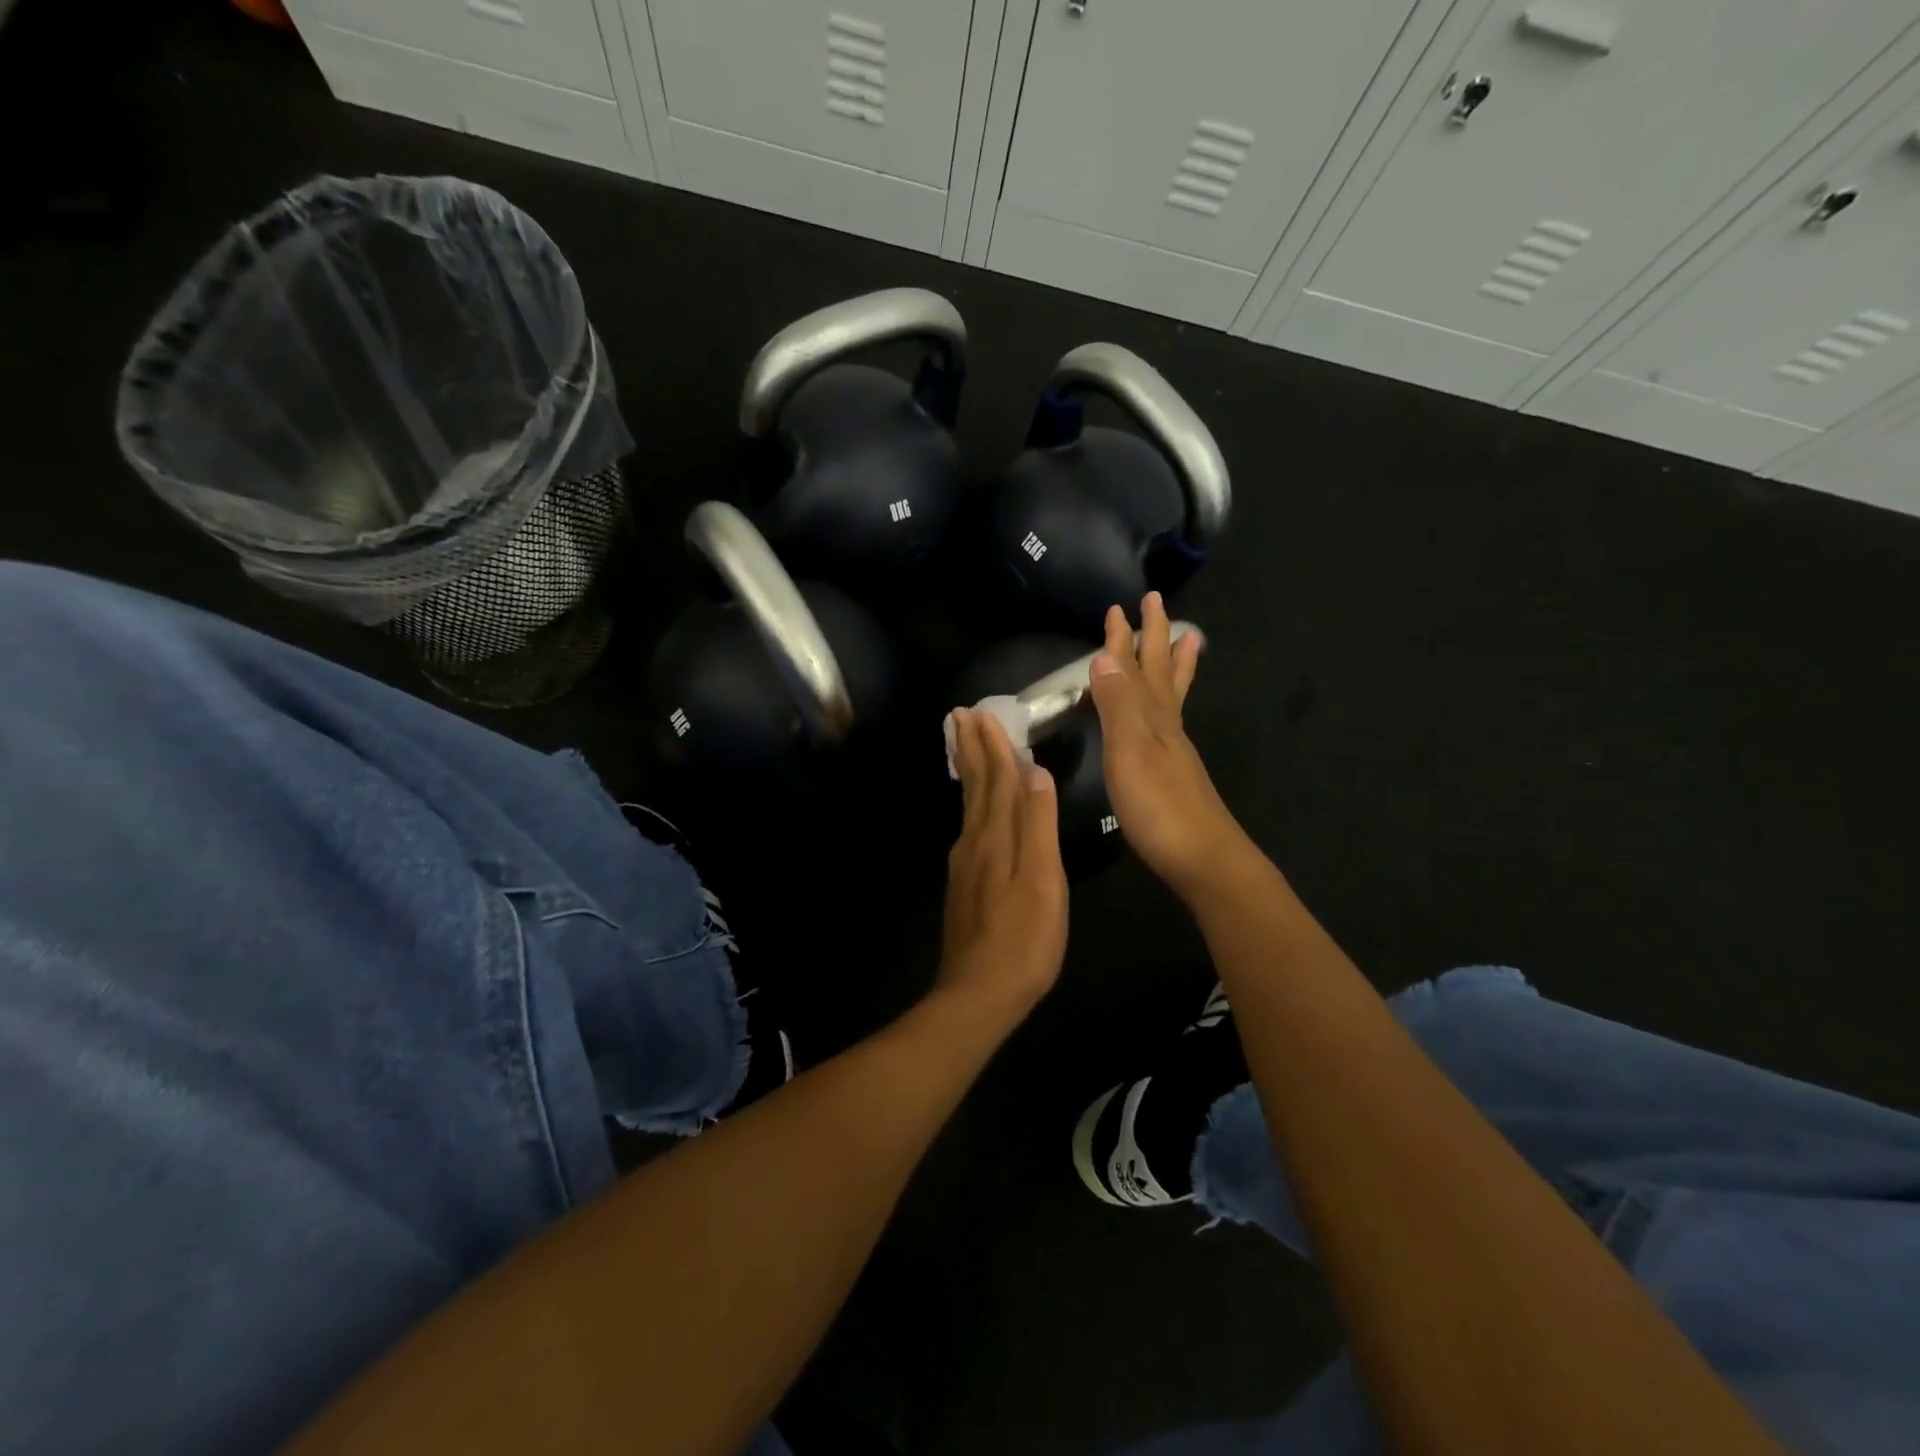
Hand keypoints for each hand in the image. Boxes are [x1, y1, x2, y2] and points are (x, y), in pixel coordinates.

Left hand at [938, 706, 1068, 1021]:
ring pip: (969, 805)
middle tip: (960, 715)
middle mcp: (974, 841)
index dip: (993, 745)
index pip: (996, 778)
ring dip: (968, 771)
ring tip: (962, 745)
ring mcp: (965, 863)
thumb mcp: (1042, 880)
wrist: (978, 992)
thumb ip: (1038, 826)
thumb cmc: (1023, 939)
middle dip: (971, 748)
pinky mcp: (964, 884)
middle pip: (975, 786)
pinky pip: (968, 826)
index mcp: (996, 836)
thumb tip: (1035, 772)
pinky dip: (971, 802)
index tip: (982, 712)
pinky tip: (974, 808)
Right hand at [1089, 593, 1244, 901]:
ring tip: (1185, 638)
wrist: (1203, 858)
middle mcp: (1167, 725)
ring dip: (1172, 664)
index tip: (1119, 606)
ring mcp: (1174, 749)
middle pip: (1160, 672)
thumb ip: (1117, 706)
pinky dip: (1168, 702)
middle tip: (1155, 603)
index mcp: (1153, 716)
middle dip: (1154, 637)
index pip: (1135, 667)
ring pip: (1171, 694)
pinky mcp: (1174, 772)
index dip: (1124, 638)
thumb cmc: (1159, 806)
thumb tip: (1105, 657)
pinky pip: (1170, 720)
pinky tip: (1166, 711)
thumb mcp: (1130, 751)